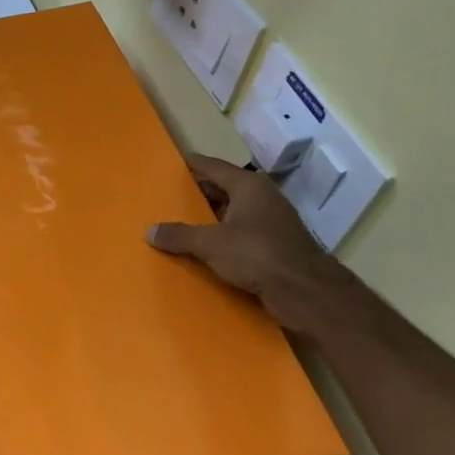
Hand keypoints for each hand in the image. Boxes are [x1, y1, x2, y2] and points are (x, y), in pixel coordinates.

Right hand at [146, 155, 346, 331]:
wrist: (305, 292)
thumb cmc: (257, 254)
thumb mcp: (210, 243)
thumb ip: (179, 235)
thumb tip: (149, 231)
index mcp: (248, 186)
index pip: (214, 167)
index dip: (193, 164)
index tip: (174, 162)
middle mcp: (261, 199)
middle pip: (223, 189)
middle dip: (198, 193)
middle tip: (169, 196)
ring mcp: (271, 223)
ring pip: (232, 214)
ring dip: (210, 219)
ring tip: (180, 223)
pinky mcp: (275, 248)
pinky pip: (240, 236)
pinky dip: (222, 239)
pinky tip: (203, 250)